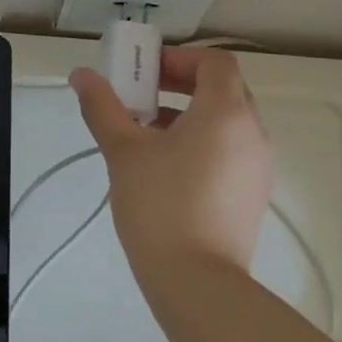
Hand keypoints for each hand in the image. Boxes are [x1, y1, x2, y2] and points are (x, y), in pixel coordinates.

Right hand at [70, 48, 274, 285]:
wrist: (198, 283)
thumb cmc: (160, 205)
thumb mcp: (123, 151)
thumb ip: (103, 107)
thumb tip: (82, 76)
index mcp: (226, 112)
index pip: (214, 62)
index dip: (180, 58)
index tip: (146, 73)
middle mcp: (253, 132)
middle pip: (224, 88)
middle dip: (183, 84)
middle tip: (144, 97)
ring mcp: (259, 165)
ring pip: (229, 121)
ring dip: (192, 114)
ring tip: (150, 133)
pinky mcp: (255, 194)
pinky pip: (233, 150)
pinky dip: (206, 142)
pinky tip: (170, 168)